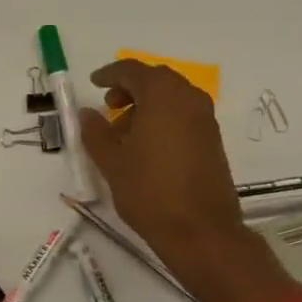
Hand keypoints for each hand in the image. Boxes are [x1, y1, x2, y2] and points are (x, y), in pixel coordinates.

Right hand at [79, 59, 293, 301]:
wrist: (201, 232)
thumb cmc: (150, 191)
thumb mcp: (112, 162)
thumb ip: (96, 132)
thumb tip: (88, 113)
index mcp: (163, 95)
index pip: (133, 70)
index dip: (110, 74)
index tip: (94, 83)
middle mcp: (189, 99)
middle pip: (156, 80)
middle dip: (130, 88)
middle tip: (109, 106)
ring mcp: (206, 119)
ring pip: (172, 98)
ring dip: (147, 105)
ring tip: (124, 132)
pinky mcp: (213, 140)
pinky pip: (184, 115)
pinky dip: (163, 119)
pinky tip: (147, 147)